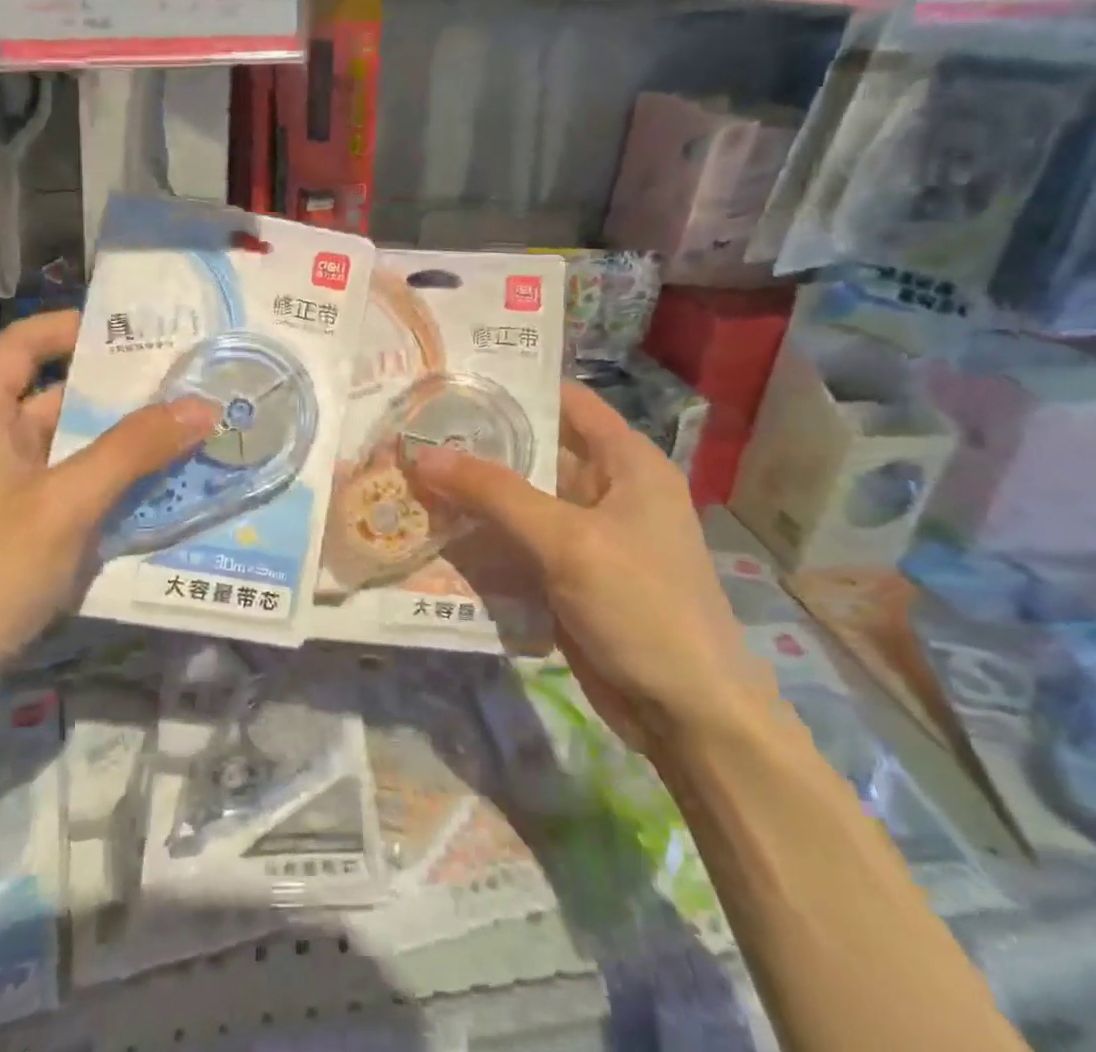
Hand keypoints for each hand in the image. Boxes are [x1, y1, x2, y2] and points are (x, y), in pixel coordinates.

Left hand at [0, 311, 218, 697]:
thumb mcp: (66, 502)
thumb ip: (134, 449)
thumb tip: (203, 404)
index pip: (27, 343)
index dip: (77, 328)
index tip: (140, 333)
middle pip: (58, 397)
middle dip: (122, 394)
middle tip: (189, 387)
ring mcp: (1, 492)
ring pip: (71, 450)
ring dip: (124, 446)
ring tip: (190, 436)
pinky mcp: (14, 533)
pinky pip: (70, 492)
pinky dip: (109, 487)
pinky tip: (158, 496)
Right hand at [406, 381, 770, 748]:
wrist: (687, 715)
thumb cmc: (642, 606)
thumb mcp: (567, 541)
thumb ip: (494, 493)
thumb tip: (423, 453)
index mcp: (626, 462)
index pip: (564, 401)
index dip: (512, 387)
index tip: (452, 379)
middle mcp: (606, 489)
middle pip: (534, 452)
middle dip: (477, 444)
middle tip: (412, 430)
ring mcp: (585, 536)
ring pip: (519, 501)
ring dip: (472, 494)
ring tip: (407, 474)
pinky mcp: (567, 576)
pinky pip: (517, 543)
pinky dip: (481, 537)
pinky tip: (432, 530)